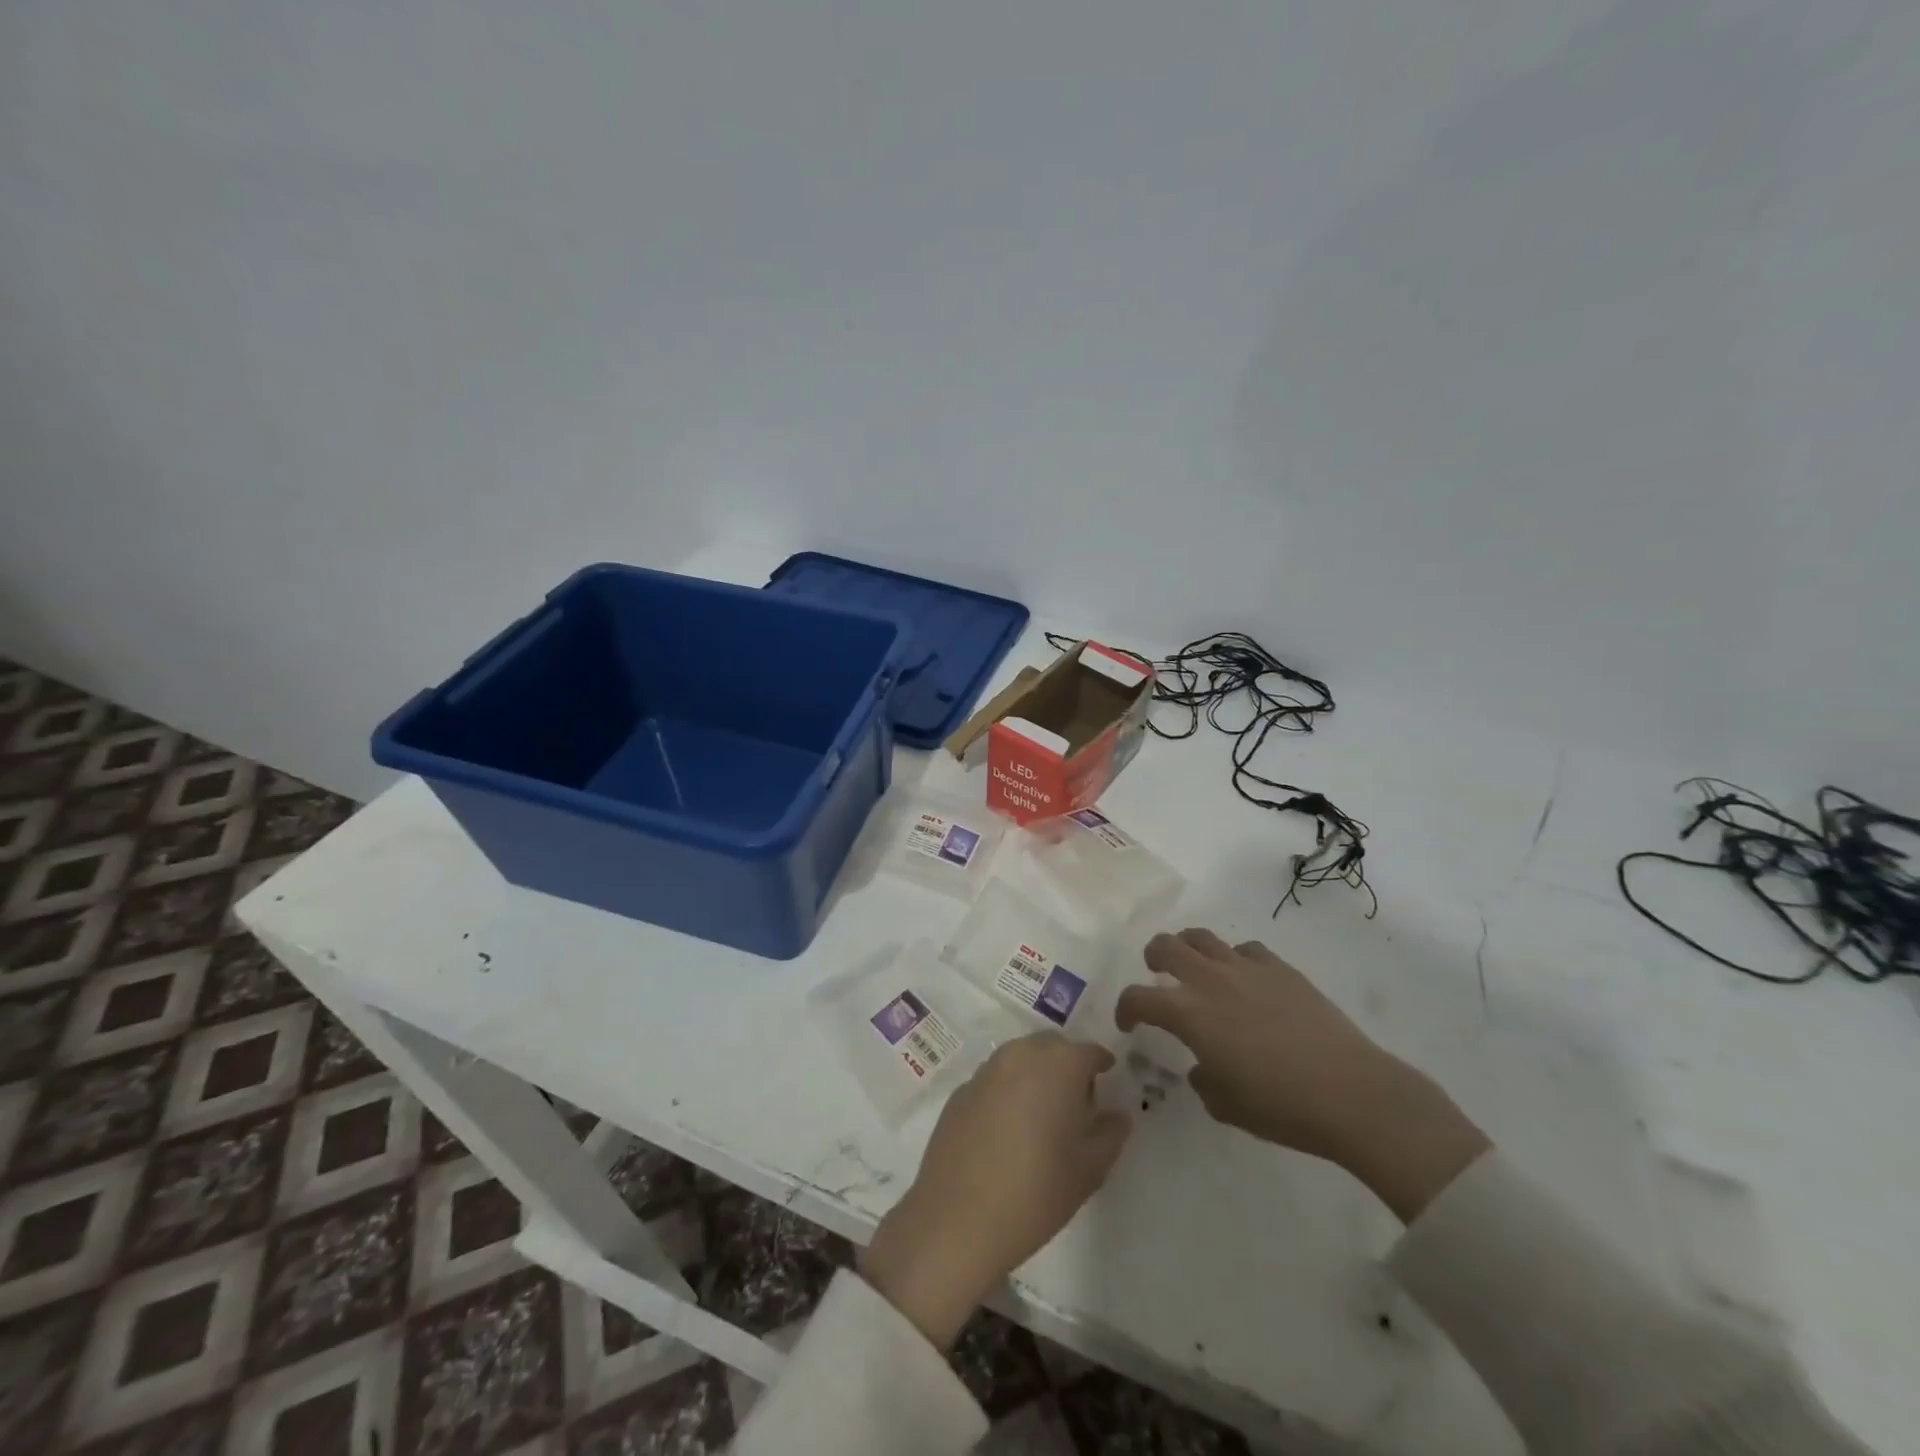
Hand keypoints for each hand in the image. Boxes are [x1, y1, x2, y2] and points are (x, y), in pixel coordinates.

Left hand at [860, 1034, 1130, 1348]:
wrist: (958, 1217)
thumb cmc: (1037, 1191)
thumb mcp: (1090, 1168)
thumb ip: (1111, 1133)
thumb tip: (1117, 1113)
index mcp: (1057, 1065)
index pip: (1088, 1051)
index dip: (1101, 1064)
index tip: (1108, 1080)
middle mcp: (1020, 1055)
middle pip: (1052, 1046)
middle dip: (1067, 1064)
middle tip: (1076, 1101)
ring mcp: (985, 1070)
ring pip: (1020, 1058)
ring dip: (1035, 1073)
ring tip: (1042, 1115)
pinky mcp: (960, 1091)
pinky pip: (994, 1079)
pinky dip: (1008, 1091)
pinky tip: (1007, 1129)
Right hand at [1115, 930, 1488, 1221]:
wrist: (1350, 1093)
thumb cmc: (1280, 1106)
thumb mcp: (1225, 1105)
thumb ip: (1202, 1079)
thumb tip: (1202, 1066)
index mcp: (1188, 1013)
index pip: (1138, 997)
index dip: (1126, 1008)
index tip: (1129, 1023)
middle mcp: (1210, 980)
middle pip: (1165, 946)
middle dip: (1153, 958)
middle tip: (1156, 973)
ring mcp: (1247, 968)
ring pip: (1203, 937)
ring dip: (1189, 948)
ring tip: (1195, 966)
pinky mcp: (1281, 968)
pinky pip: (1246, 950)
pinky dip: (1236, 959)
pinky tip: (1246, 980)